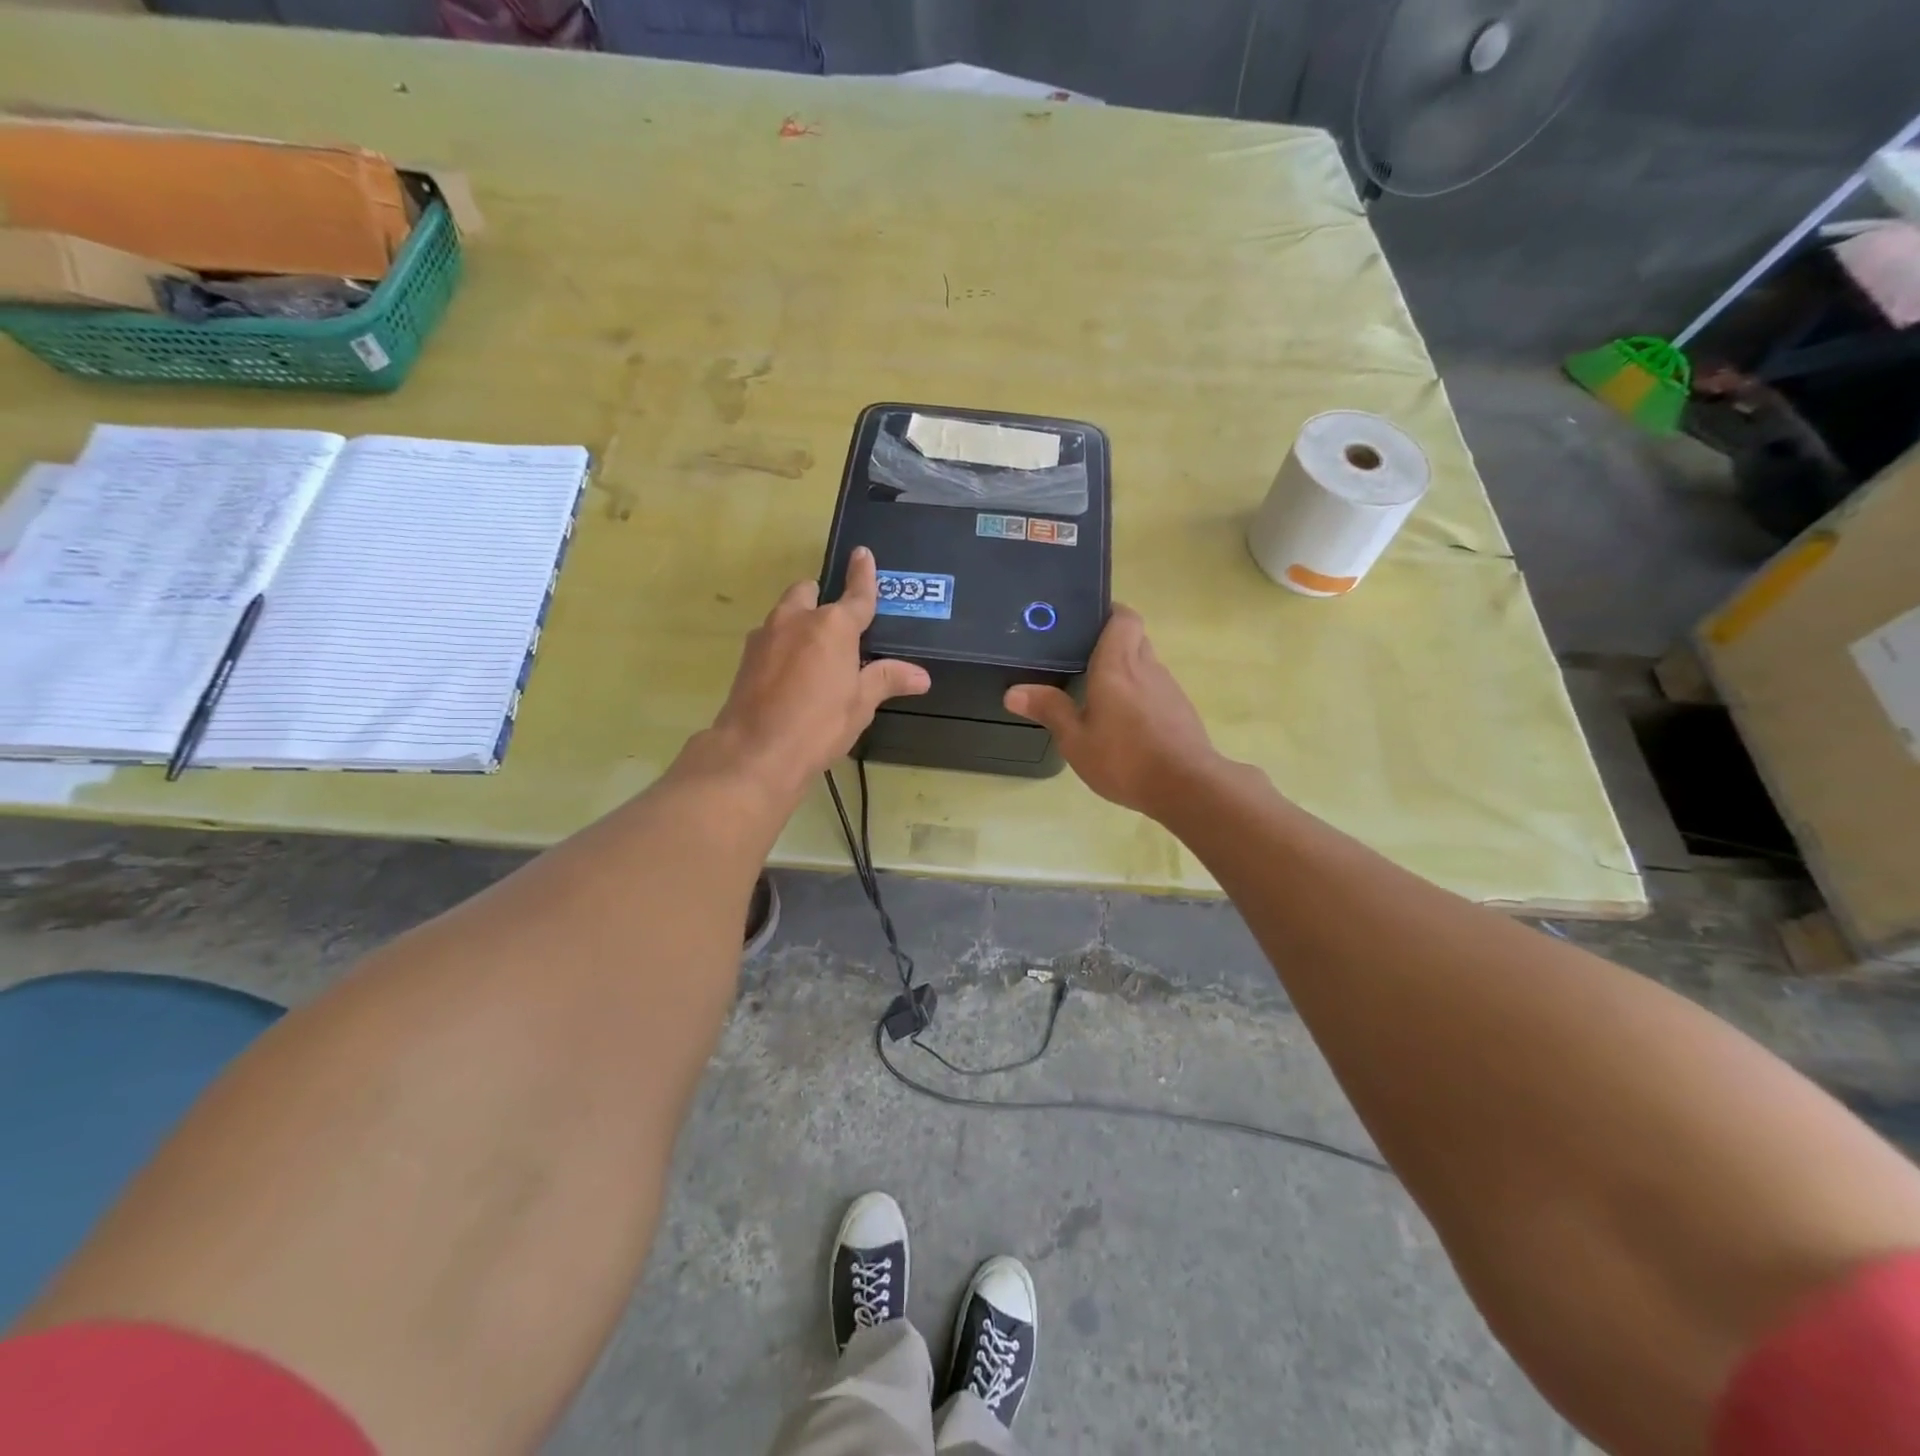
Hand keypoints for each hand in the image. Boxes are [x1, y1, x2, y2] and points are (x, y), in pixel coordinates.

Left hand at [705, 547, 929, 795]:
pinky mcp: (746, 657)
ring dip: (800, 622)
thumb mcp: (860, 704)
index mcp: (832, 626)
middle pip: (809, 592)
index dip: (863, 575)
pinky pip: (770, 638)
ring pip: (786, 614)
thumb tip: (921, 676)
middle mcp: (796, 620)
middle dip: (822, 599)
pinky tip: (790, 674)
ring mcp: (765, 636)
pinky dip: (783, 646)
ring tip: (815, 654)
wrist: (755, 752)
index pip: (856, 595)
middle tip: (838, 626)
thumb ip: (887, 680)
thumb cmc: (818, 725)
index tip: (863, 553)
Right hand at [1004, 605, 1223, 819]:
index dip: (1108, 613)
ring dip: (1126, 671)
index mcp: (1118, 665)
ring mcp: (1169, 689)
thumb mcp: (1076, 740)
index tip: (1087, 622)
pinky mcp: (1181, 710)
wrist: (1186, 787)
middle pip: (1134, 638)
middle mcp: (1147, 668)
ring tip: (1099, 693)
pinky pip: (1156, 690)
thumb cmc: (1124, 759)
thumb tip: (1013, 692)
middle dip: (1112, 642)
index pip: (1123, 617)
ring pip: (1146, 664)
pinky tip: (1124, 723)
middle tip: (1083, 658)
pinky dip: (1140, 695)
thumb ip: (1049, 710)